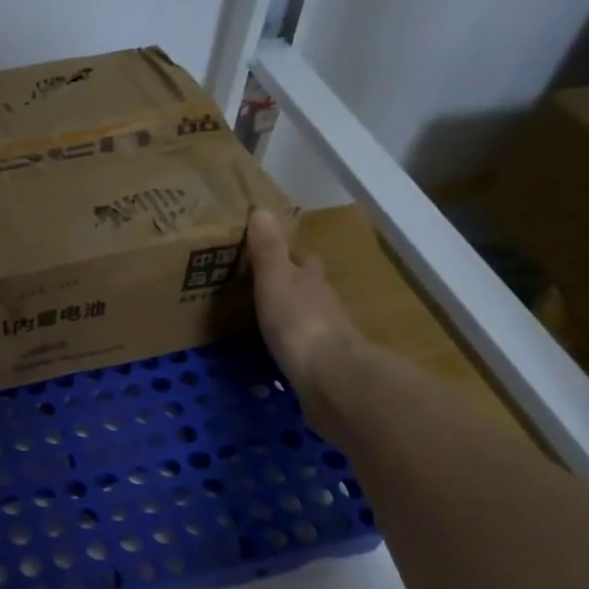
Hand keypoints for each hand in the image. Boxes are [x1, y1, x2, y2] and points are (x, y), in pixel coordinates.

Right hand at [246, 210, 361, 404]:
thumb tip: (262, 210)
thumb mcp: (276, 279)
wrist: (329, 377)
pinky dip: (289, 344)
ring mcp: (325, 337)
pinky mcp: (319, 366)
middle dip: (290, 285)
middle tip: (260, 287)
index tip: (268, 253)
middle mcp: (323, 305)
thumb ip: (268, 249)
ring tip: (259, 319)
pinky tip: (274, 350)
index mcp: (311, 281)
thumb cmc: (299, 322)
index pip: (304, 260)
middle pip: (308, 288)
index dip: (290, 255)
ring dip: (289, 315)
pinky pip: (301, 348)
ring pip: (305, 317)